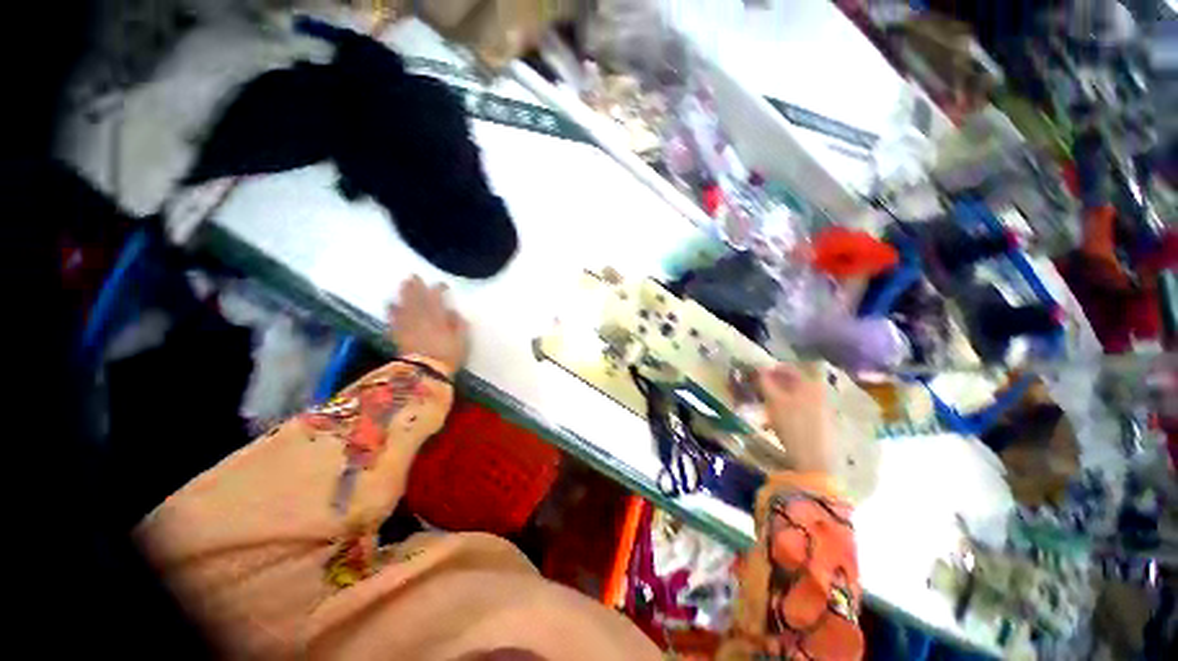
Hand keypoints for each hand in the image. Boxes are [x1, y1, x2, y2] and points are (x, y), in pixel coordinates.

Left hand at [388, 276, 468, 374]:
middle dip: (416, 286)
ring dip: (403, 294)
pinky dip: (391, 311)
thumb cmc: (448, 355)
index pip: (436, 297)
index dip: (438, 289)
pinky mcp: (398, 335)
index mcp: (438, 317)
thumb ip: (458, 324)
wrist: (425, 372)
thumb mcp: (461, 340)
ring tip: (403, 285)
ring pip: (405, 305)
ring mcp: (408, 325)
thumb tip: (452, 312)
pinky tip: (390, 304)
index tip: (442, 285)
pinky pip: (394, 319)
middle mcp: (421, 317)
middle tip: (414, 276)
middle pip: (417, 298)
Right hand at [758, 364, 836, 474]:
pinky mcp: (824, 422)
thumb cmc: (793, 426)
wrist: (814, 461)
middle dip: (775, 384)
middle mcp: (820, 392)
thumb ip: (765, 382)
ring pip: (797, 396)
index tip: (755, 375)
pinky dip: (789, 409)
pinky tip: (777, 420)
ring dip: (780, 397)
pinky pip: (803, 408)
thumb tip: (758, 367)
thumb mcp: (774, 401)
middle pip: (794, 382)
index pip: (788, 368)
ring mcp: (824, 408)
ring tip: (765, 407)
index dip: (770, 370)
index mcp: (811, 383)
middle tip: (759, 391)